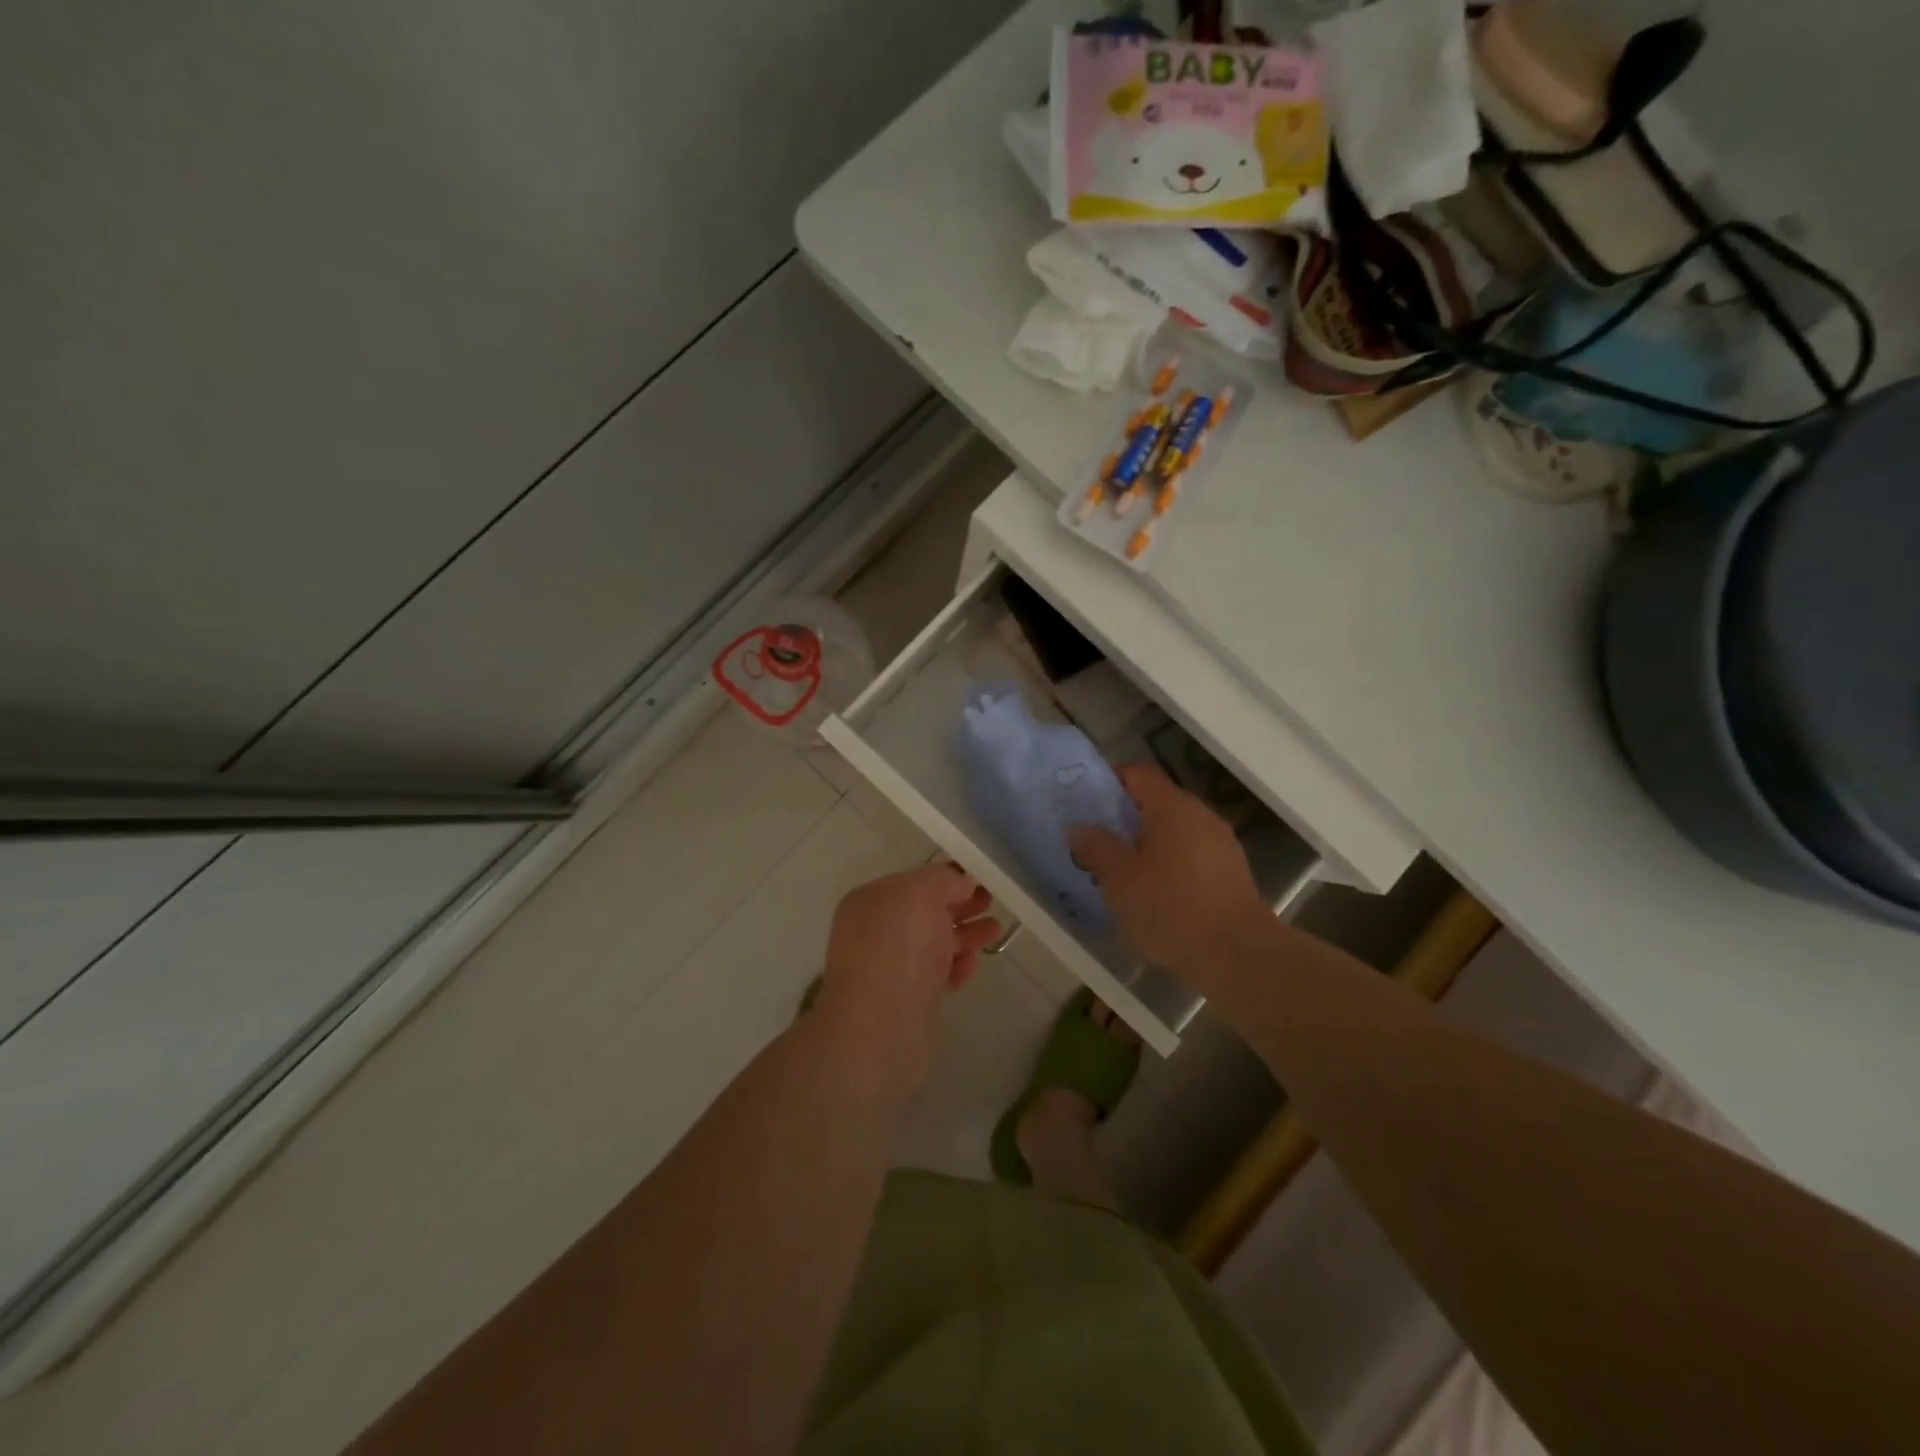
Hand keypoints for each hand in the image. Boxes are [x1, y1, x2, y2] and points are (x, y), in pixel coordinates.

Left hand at [813, 863, 1000, 1101]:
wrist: (879, 1029)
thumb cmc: (897, 949)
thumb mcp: (920, 893)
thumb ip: (943, 880)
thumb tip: (961, 883)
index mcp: (870, 901)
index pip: (913, 881)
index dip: (947, 877)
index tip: (979, 876)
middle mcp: (875, 932)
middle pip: (924, 912)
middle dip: (959, 905)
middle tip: (992, 900)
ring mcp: (889, 968)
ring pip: (932, 944)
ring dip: (964, 935)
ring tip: (995, 930)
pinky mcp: (906, 1001)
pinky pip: (935, 975)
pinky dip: (955, 966)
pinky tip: (972, 965)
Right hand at [1070, 763, 1269, 974]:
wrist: (1239, 955)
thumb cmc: (1172, 908)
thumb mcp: (1120, 879)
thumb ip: (1096, 846)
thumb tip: (1078, 827)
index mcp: (1172, 807)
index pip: (1137, 773)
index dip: (1109, 780)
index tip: (1086, 802)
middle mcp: (1200, 814)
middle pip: (1156, 802)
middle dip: (1124, 818)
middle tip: (1096, 842)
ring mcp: (1220, 843)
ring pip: (1174, 830)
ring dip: (1147, 844)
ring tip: (1122, 873)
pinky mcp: (1231, 872)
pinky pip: (1190, 854)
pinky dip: (1169, 863)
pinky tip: (1156, 894)